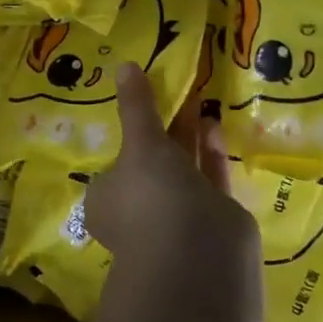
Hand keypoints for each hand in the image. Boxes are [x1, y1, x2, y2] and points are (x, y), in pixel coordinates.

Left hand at [84, 64, 257, 265]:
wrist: (199, 255)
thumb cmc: (153, 196)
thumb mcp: (140, 144)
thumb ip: (136, 106)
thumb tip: (123, 65)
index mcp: (108, 198)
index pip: (114, 163)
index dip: (127, 134)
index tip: (143, 102)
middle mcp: (139, 209)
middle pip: (151, 162)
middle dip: (163, 127)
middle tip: (175, 88)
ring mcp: (177, 217)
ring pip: (182, 168)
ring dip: (189, 135)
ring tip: (198, 95)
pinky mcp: (212, 219)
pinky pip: (208, 177)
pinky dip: (210, 152)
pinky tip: (214, 121)